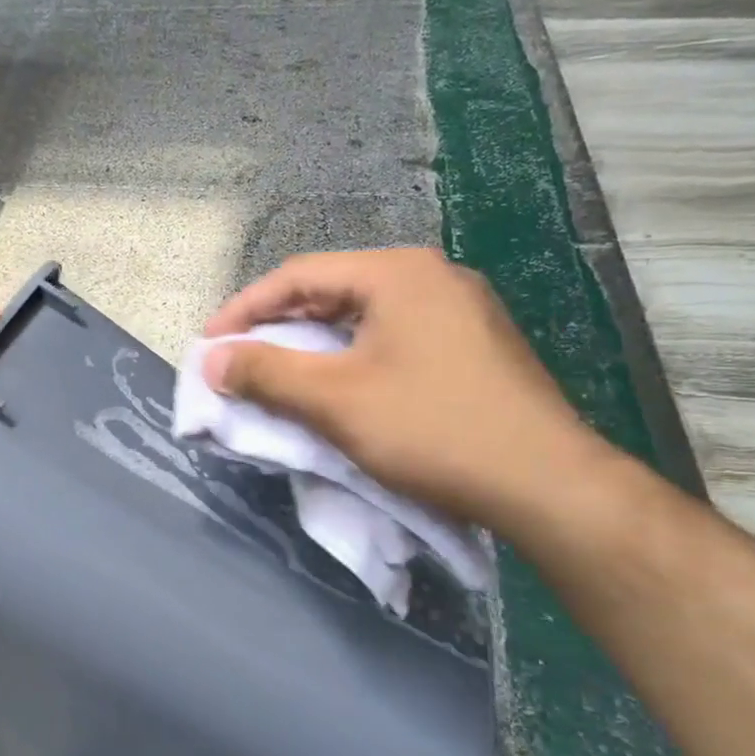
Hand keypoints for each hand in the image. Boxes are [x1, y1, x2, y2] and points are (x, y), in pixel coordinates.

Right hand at [202, 249, 618, 538]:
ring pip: (365, 318)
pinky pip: (395, 340)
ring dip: (315, 345)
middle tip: (240, 360)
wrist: (545, 482)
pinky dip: (353, 359)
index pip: (299, 275)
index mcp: (398, 272)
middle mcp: (432, 277)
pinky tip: (341, 388)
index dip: (245, 308)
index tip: (209, 345)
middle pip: (333, 292)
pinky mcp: (475, 347)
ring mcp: (461, 311)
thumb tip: (212, 359)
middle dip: (279, 327)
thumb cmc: (431, 429)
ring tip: (281, 375)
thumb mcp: (335, 400)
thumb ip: (267, 373)